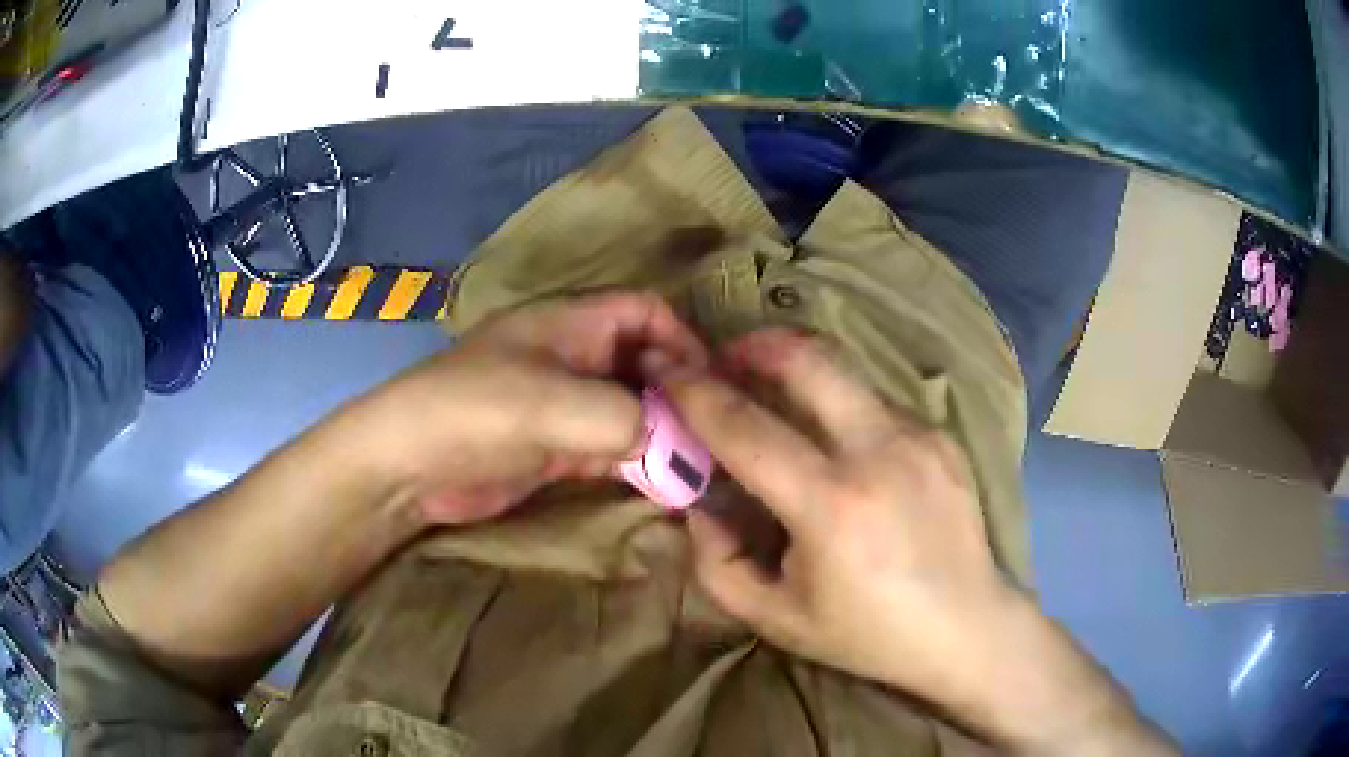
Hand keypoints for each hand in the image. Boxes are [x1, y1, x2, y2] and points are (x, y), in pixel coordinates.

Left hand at [348, 291, 705, 525]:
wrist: (408, 467)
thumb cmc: (474, 414)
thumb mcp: (552, 406)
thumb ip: (624, 418)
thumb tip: (679, 444)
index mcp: (570, 324)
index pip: (644, 311)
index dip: (682, 338)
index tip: (711, 385)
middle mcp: (572, 357)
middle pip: (644, 363)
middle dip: (679, 394)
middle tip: (714, 435)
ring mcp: (563, 405)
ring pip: (631, 409)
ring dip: (662, 433)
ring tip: (699, 464)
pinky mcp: (555, 447)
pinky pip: (611, 447)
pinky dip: (639, 462)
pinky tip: (664, 484)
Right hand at [648, 328, 1012, 693]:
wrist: (968, 627)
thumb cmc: (868, 634)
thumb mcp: (774, 617)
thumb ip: (717, 561)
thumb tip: (700, 502)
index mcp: (831, 506)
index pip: (746, 427)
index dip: (696, 393)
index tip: (668, 371)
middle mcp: (880, 453)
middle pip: (806, 359)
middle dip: (754, 345)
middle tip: (725, 360)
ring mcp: (919, 437)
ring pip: (844, 373)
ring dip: (798, 375)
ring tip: (776, 402)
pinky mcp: (942, 437)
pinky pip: (875, 404)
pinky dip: (841, 410)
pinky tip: (841, 450)